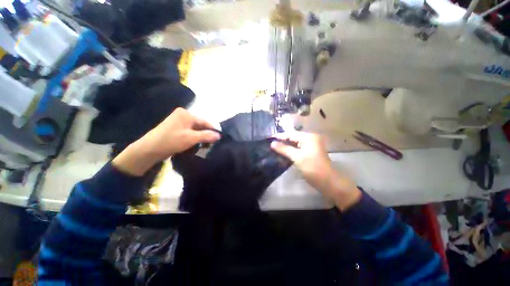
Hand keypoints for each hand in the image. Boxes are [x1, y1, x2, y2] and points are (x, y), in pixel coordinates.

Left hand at [113, 108, 219, 175]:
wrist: (149, 150)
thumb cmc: (171, 141)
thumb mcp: (191, 138)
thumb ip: (207, 136)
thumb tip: (219, 135)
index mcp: (186, 114)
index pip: (204, 122)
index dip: (213, 130)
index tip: (219, 139)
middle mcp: (182, 115)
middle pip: (200, 125)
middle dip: (206, 134)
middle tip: (212, 144)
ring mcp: (178, 121)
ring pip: (195, 129)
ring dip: (200, 137)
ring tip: (206, 145)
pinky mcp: (175, 128)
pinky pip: (189, 132)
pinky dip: (194, 137)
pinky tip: (197, 144)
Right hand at [271, 132, 360, 209]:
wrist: (327, 181)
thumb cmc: (311, 167)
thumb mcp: (296, 157)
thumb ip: (284, 149)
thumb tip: (272, 143)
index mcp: (309, 137)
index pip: (291, 134)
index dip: (280, 136)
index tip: (269, 138)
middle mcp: (311, 138)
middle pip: (293, 138)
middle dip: (283, 141)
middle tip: (271, 144)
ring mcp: (312, 145)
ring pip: (296, 143)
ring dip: (286, 146)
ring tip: (275, 148)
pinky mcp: (311, 152)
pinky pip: (299, 148)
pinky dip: (292, 150)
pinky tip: (284, 152)